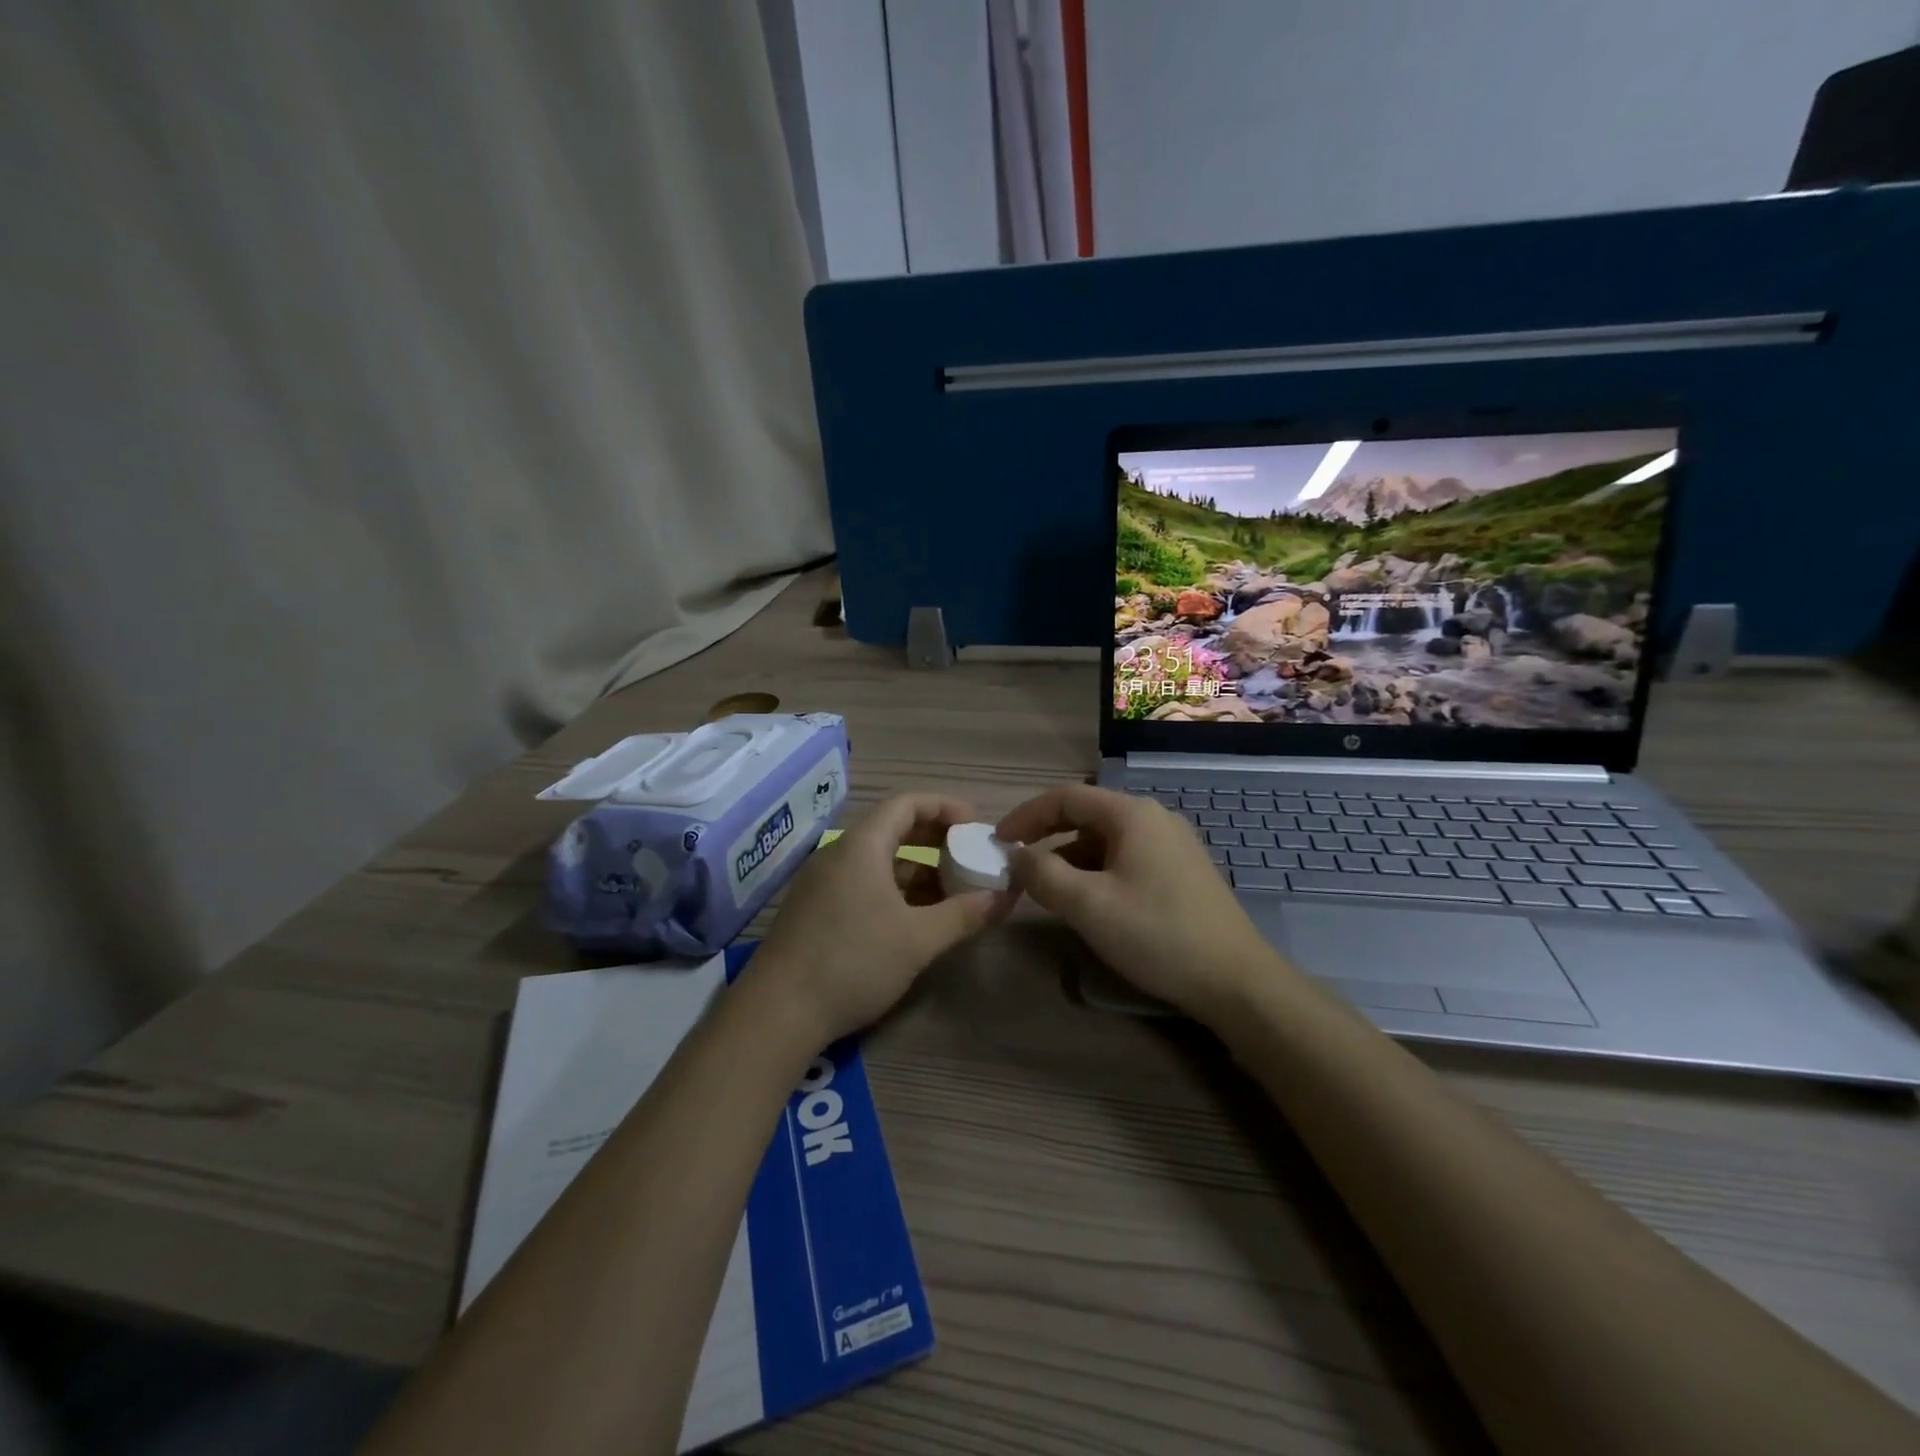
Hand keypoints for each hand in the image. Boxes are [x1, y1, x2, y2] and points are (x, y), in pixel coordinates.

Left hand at [753, 794, 1017, 1045]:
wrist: (778, 1012)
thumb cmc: (853, 962)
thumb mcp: (918, 939)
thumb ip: (964, 914)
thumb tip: (1005, 896)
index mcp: (861, 846)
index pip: (907, 804)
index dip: (945, 807)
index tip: (976, 825)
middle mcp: (838, 855)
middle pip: (892, 829)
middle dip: (935, 840)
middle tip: (969, 856)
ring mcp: (822, 883)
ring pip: (878, 862)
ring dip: (917, 871)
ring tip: (951, 894)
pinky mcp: (815, 911)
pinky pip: (862, 885)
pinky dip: (894, 892)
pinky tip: (915, 920)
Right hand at [996, 783, 1277, 1021]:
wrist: (1236, 980)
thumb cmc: (1157, 934)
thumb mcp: (1089, 905)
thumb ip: (1044, 874)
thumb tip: (1016, 855)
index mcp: (1132, 814)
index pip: (1066, 797)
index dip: (1026, 815)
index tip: (998, 841)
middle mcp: (1154, 818)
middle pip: (1087, 814)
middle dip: (1047, 835)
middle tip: (1018, 863)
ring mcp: (1173, 844)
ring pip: (1107, 839)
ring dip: (1071, 856)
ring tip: (1047, 887)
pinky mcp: (1182, 870)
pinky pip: (1127, 857)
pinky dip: (1097, 870)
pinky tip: (1089, 899)